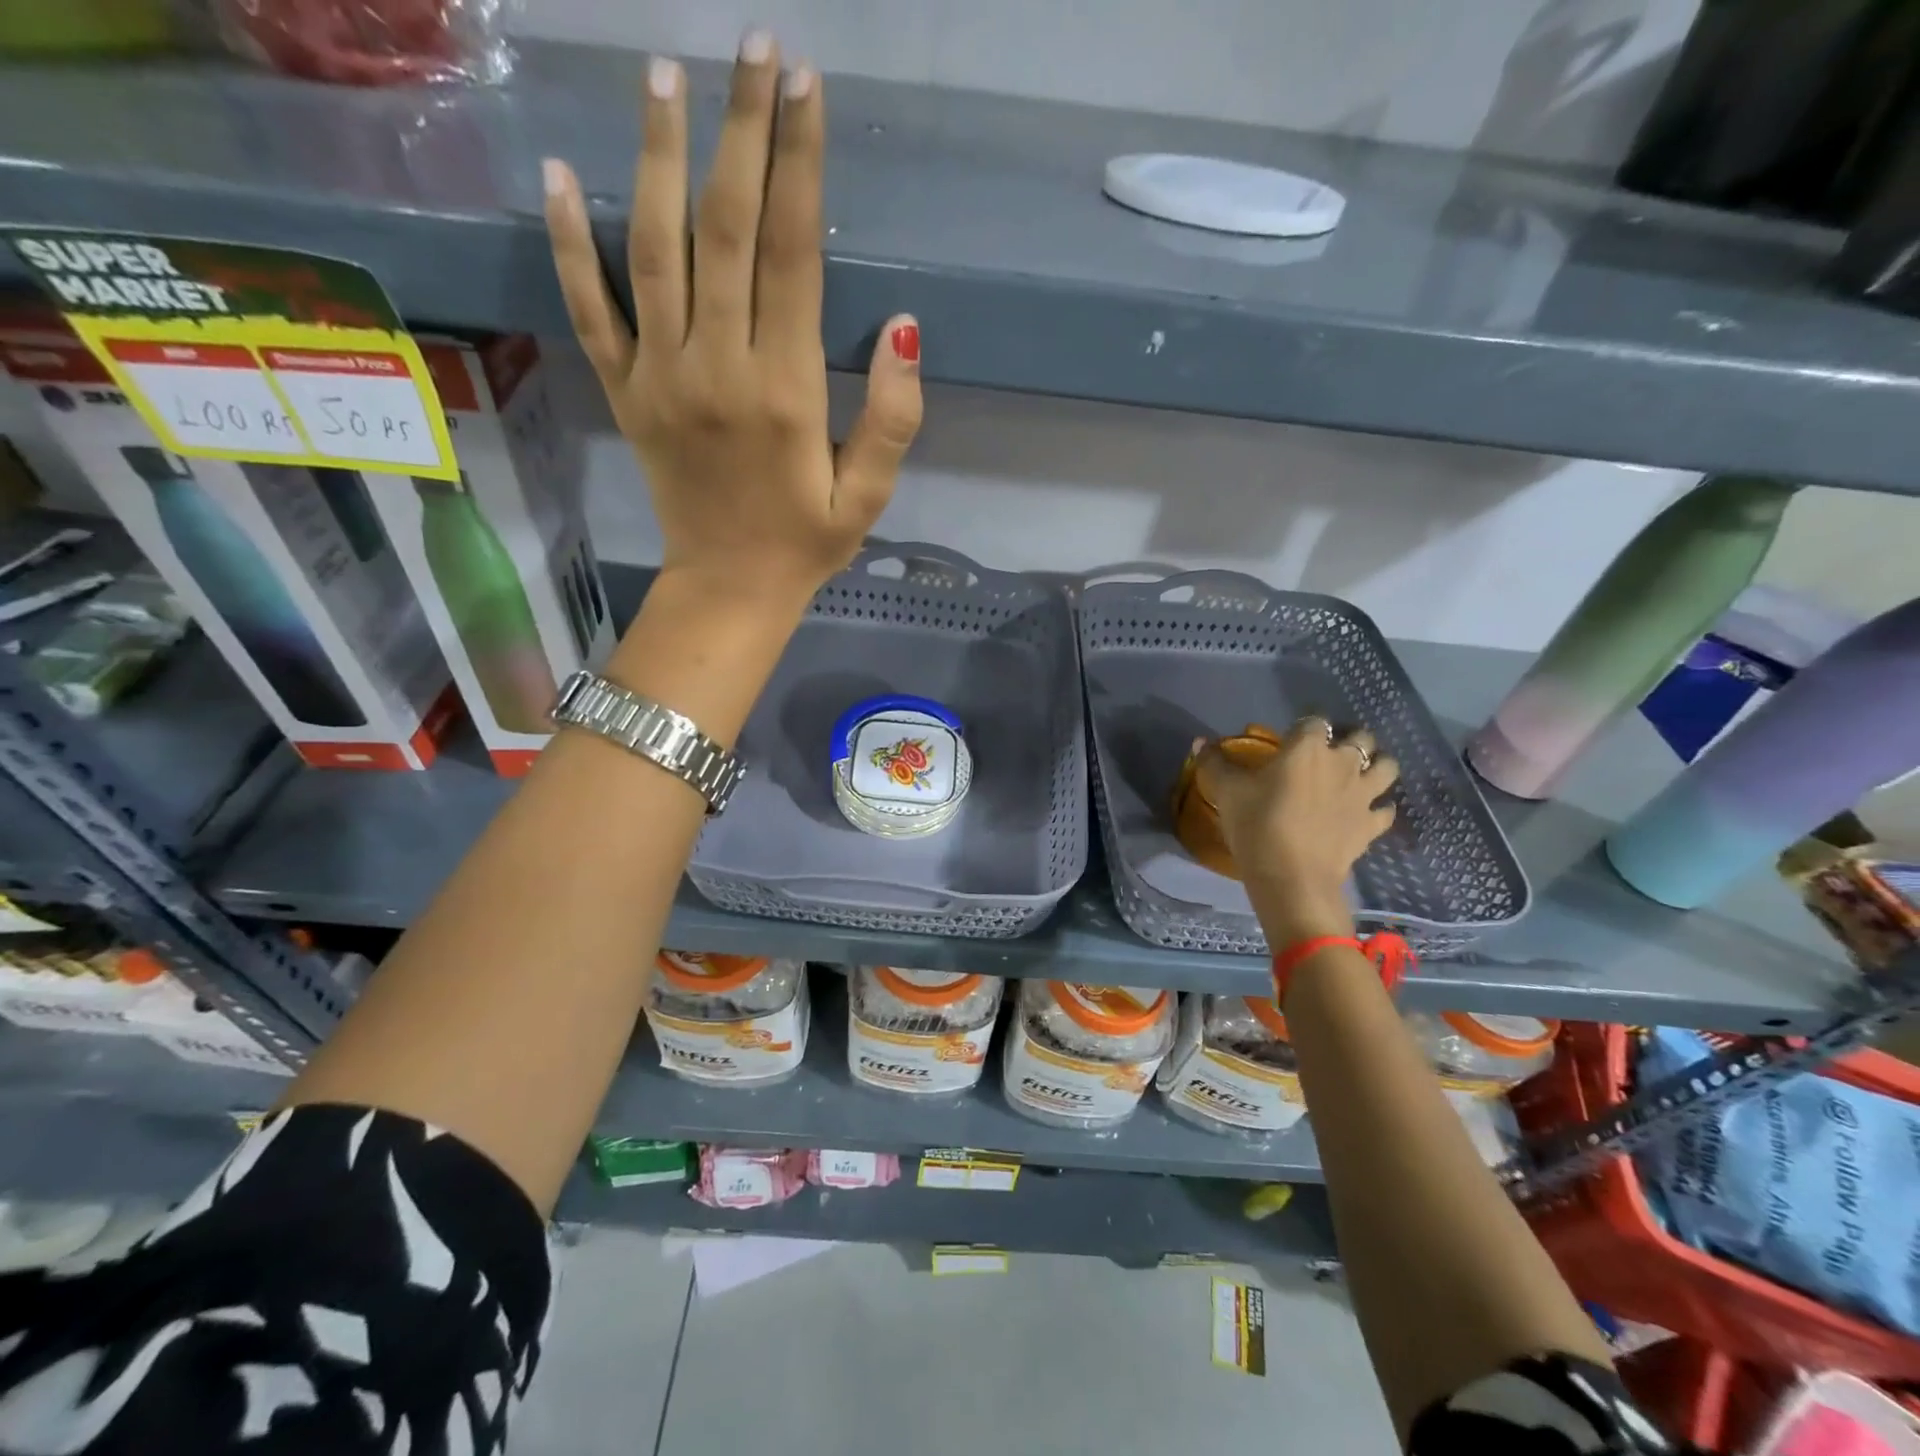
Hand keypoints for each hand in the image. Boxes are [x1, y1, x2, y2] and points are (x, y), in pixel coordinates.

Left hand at [541, 35, 923, 608]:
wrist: (729, 588)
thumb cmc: (805, 542)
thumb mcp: (867, 497)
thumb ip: (893, 419)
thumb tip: (904, 328)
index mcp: (784, 391)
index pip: (789, 255)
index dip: (797, 165)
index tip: (804, 86)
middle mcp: (716, 367)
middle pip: (723, 229)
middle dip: (741, 130)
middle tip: (752, 46)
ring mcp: (660, 376)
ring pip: (653, 248)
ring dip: (659, 156)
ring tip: (665, 74)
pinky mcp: (626, 392)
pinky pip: (588, 309)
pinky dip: (569, 242)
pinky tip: (560, 173)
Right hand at [1198, 718, 1398, 944]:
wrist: (1291, 877)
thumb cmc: (1256, 825)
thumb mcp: (1226, 790)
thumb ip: (1213, 762)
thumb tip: (1200, 741)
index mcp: (1307, 748)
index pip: (1315, 721)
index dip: (1305, 726)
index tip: (1292, 737)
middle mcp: (1342, 763)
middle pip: (1361, 737)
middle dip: (1350, 739)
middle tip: (1328, 754)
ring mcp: (1363, 794)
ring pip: (1388, 766)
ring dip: (1376, 765)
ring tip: (1359, 774)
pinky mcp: (1372, 825)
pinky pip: (1386, 810)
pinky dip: (1379, 807)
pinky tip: (1366, 812)